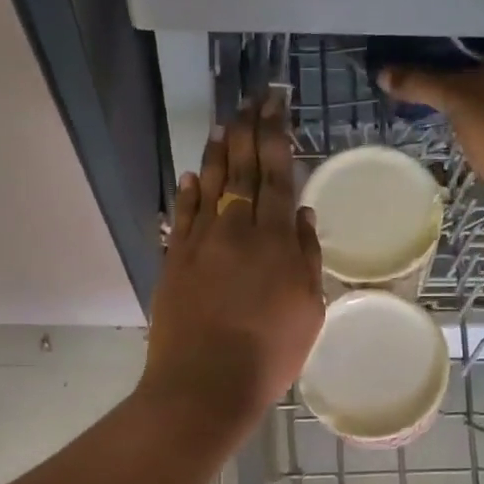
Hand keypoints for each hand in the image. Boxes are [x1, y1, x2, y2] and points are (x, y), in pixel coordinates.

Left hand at [138, 95, 324, 444]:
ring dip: (218, 152)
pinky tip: (191, 175)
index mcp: (276, 240)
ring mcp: (201, 242)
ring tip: (224, 124)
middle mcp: (237, 229)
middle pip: (243, 170)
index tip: (276, 106)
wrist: (205, 383)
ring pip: (210, 185)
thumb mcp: (309, 310)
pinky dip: (188, 192)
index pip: (277, 174)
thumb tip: (302, 214)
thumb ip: (307, 257)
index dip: (276, 136)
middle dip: (248, 131)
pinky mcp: (174, 260)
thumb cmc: (270, 354)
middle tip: (251, 101)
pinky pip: (182, 216)